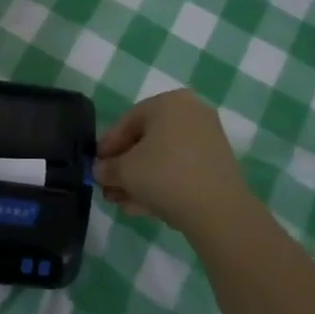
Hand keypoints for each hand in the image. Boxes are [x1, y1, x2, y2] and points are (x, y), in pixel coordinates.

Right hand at [95, 89, 251, 236]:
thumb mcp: (125, 171)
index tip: (95, 165)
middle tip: (108, 187)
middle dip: (124, 167)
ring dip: (140, 180)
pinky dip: (161, 184)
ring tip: (121, 202)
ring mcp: (207, 140)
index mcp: (169, 103)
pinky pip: (180, 170)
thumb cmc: (165, 176)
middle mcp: (191, 113)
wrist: (219, 211)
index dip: (108, 145)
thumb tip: (101, 171)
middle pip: (147, 140)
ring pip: (163, 158)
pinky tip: (142, 207)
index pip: (128, 121)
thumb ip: (107, 168)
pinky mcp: (217, 166)